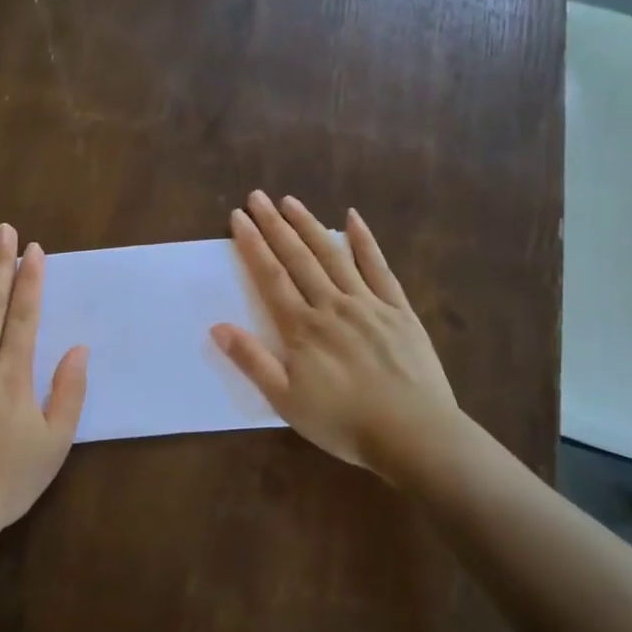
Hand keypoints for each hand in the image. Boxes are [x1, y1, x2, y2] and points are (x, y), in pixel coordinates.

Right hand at [211, 191, 463, 480]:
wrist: (413, 435)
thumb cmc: (343, 422)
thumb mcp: (286, 401)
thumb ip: (252, 361)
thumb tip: (218, 327)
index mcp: (303, 328)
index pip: (271, 277)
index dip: (253, 245)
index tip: (238, 218)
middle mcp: (332, 305)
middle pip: (298, 258)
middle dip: (275, 225)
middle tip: (258, 197)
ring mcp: (369, 304)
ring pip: (334, 256)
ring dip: (310, 226)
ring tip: (291, 201)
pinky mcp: (399, 310)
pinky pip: (380, 268)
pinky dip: (365, 242)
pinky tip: (353, 219)